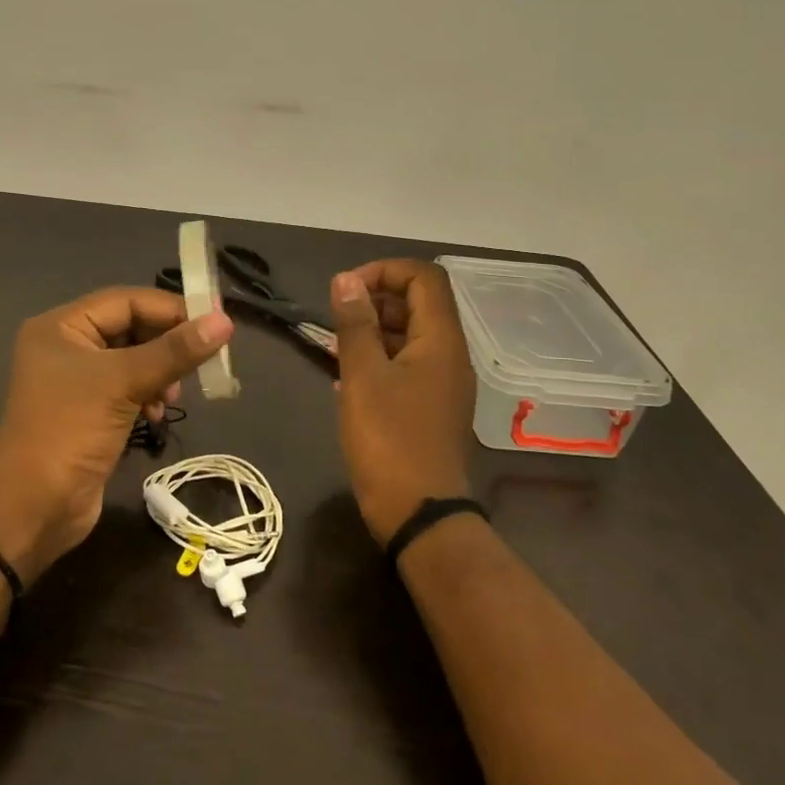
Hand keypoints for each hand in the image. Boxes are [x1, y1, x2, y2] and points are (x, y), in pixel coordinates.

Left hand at [0, 288, 233, 582]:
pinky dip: (147, 395)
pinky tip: (156, 413)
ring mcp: (76, 382)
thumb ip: (175, 352)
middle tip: (200, 361)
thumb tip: (225, 322)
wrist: (31, 509)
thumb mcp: (123, 383)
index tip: (214, 322)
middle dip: (165, 344)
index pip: (126, 300)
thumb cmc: (70, 431)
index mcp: (61, 326)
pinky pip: (128, 388)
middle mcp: (66, 346)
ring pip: (133, 360)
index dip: (170, 308)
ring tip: (172, 395)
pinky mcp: (89, 412)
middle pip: (131, 328)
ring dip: (160, 373)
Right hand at [331, 260, 475, 545]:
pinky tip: (346, 378)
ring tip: (334, 348)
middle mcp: (450, 355)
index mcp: (441, 340)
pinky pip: (407, 366)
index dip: (384, 271)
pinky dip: (379, 360)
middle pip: (418, 304)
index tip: (346, 290)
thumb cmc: (388, 440)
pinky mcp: (431, 406)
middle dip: (374, 301)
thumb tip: (346, 280)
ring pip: (409, 336)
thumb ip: (354, 324)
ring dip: (372, 331)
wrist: (419, 514)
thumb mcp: (363, 377)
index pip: (423, 277)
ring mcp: (443, 383)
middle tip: (336, 319)